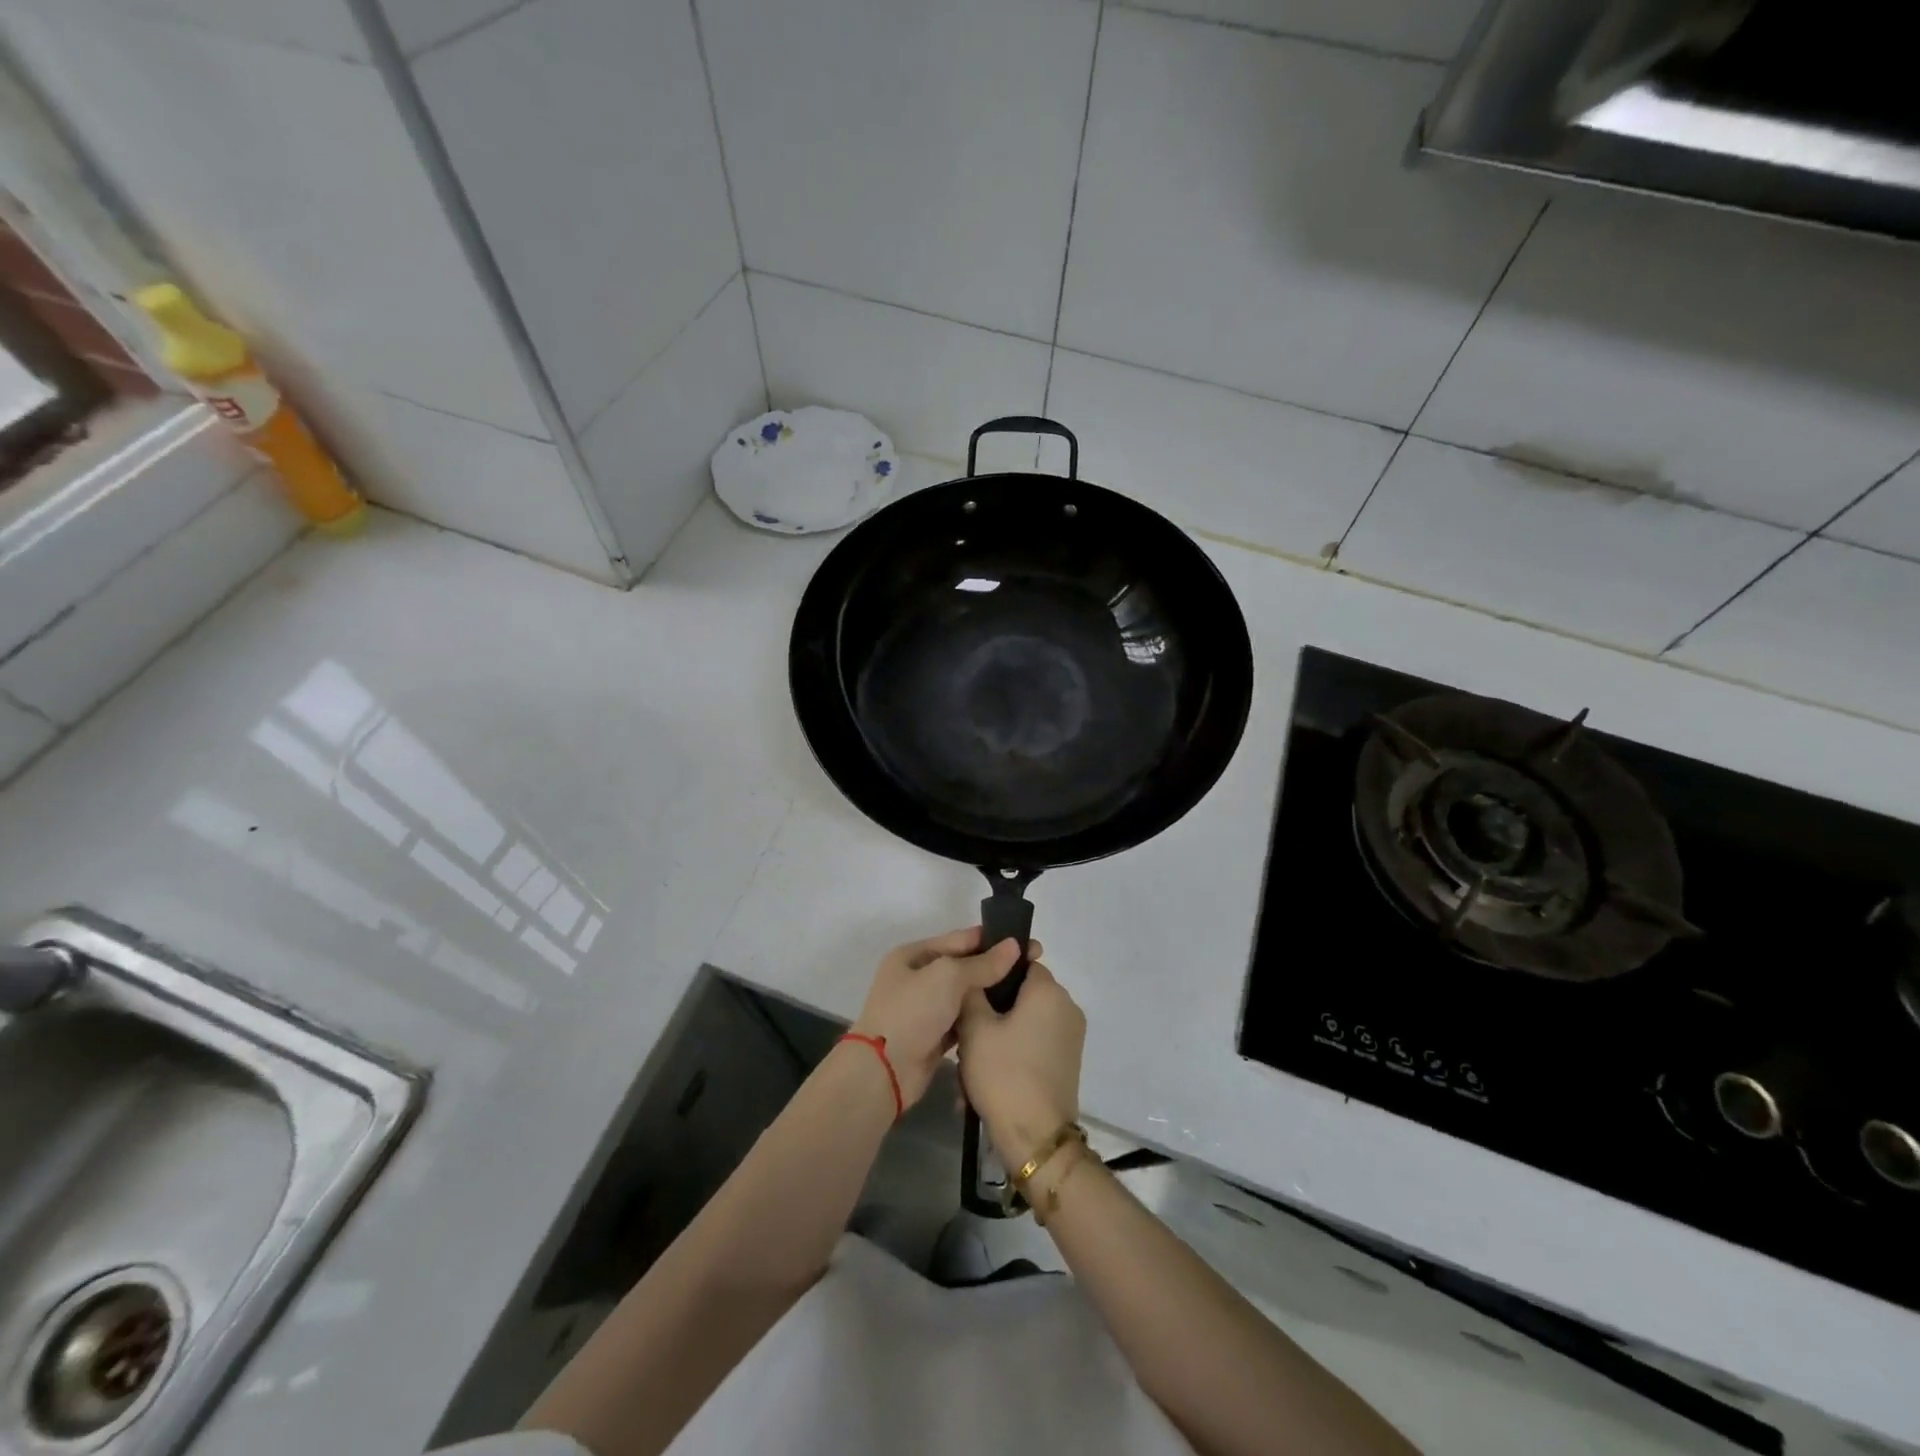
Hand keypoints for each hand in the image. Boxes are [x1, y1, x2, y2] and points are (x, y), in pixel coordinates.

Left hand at [850, 928, 1036, 1110]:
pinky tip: (1006, 1018)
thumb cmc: (912, 1012)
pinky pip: (962, 1020)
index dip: (994, 940)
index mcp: (913, 955)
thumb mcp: (948, 977)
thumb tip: (1014, 946)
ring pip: (964, 995)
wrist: (884, 1071)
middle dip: (996, 967)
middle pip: (964, 966)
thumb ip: (982, 963)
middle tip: (1034, 968)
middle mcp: (917, 977)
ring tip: (1026, 992)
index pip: (960, 939)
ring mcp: (924, 1009)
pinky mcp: (933, 1037)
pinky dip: (980, 1018)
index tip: (1028, 944)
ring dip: (989, 993)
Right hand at [958, 960, 1085, 1166]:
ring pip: (1027, 1020)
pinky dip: (1014, 1052)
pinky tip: (988, 1077)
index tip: (970, 989)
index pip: (1021, 961)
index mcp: (1049, 990)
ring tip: (971, 1061)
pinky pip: (1036, 1042)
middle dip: (993, 1009)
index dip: (993, 972)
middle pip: (1023, 993)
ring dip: (1000, 1034)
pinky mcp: (1069, 1061)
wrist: (1036, 1137)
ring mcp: (1072, 1035)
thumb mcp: (974, 1028)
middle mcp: (1067, 1006)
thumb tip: (975, 973)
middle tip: (965, 1031)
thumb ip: (972, 991)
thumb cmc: (1004, 1073)